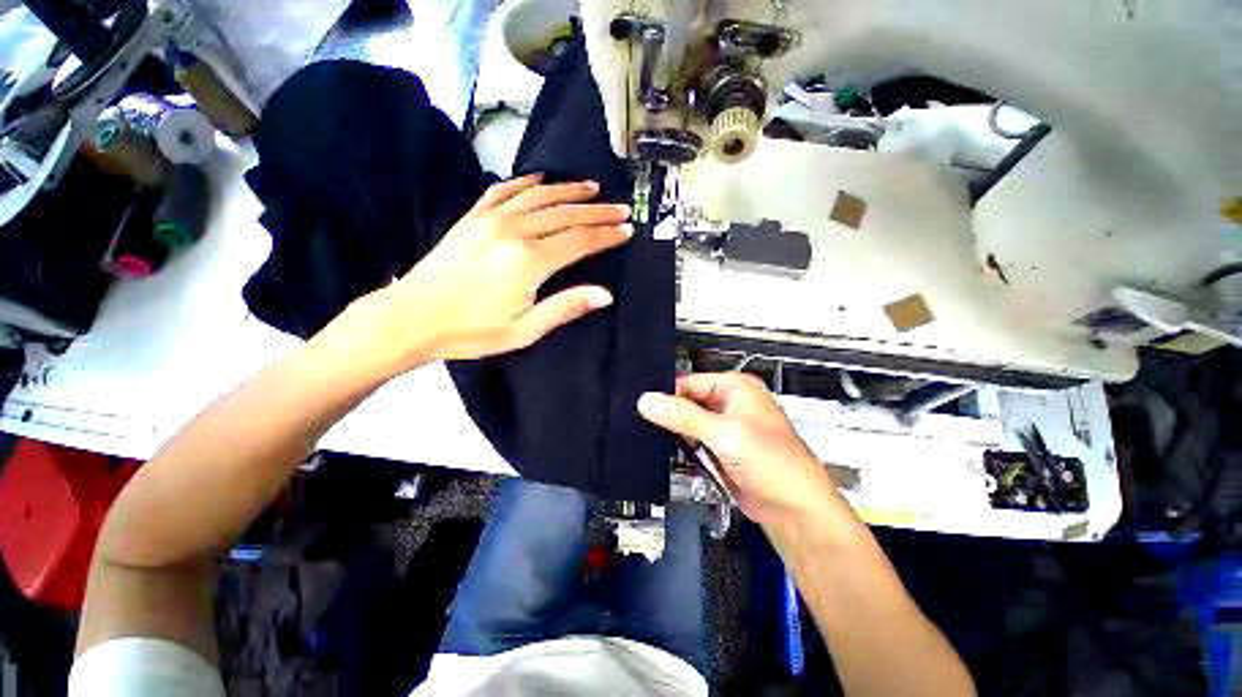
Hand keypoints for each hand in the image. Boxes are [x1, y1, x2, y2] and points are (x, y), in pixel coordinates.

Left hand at [372, 173, 631, 366]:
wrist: (412, 317)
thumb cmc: (471, 331)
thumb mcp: (524, 331)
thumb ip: (565, 308)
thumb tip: (605, 295)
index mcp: (529, 261)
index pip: (580, 241)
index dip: (606, 234)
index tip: (627, 229)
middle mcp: (513, 231)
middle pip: (565, 214)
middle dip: (597, 211)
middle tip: (621, 208)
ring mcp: (490, 219)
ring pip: (540, 197)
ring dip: (569, 191)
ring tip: (593, 188)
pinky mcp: (472, 217)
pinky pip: (504, 191)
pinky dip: (526, 182)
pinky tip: (541, 178)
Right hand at [638, 373, 839, 529]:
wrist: (795, 512)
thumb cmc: (770, 463)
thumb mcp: (724, 434)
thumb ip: (682, 416)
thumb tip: (645, 400)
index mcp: (735, 387)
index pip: (689, 382)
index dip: (666, 394)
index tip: (639, 407)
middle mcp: (728, 402)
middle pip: (687, 401)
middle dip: (666, 414)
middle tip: (636, 421)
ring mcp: (723, 427)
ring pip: (687, 422)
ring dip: (671, 431)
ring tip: (642, 435)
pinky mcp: (719, 449)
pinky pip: (692, 441)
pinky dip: (679, 446)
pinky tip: (660, 449)